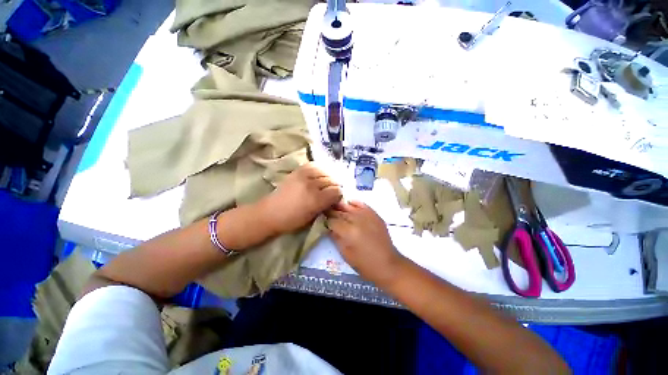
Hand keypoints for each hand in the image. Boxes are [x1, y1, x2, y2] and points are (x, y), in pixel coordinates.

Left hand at [260, 163, 341, 233]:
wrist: (270, 213)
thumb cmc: (292, 220)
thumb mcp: (313, 217)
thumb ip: (326, 205)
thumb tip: (336, 198)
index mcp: (316, 200)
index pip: (337, 191)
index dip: (339, 195)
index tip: (337, 198)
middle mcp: (311, 185)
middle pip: (332, 180)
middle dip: (335, 186)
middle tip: (332, 191)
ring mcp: (304, 176)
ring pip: (325, 172)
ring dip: (328, 178)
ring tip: (326, 183)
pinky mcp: (297, 171)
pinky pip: (314, 165)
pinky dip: (319, 169)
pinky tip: (319, 175)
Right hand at [327, 201, 404, 286]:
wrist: (387, 263)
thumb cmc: (364, 263)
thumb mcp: (345, 253)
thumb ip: (335, 237)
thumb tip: (328, 227)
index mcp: (348, 231)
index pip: (332, 221)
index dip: (326, 220)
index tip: (322, 220)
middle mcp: (356, 219)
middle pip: (339, 211)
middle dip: (331, 211)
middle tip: (325, 211)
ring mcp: (366, 215)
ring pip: (349, 206)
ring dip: (340, 206)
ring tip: (334, 206)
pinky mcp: (374, 214)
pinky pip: (361, 204)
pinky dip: (354, 202)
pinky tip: (349, 203)